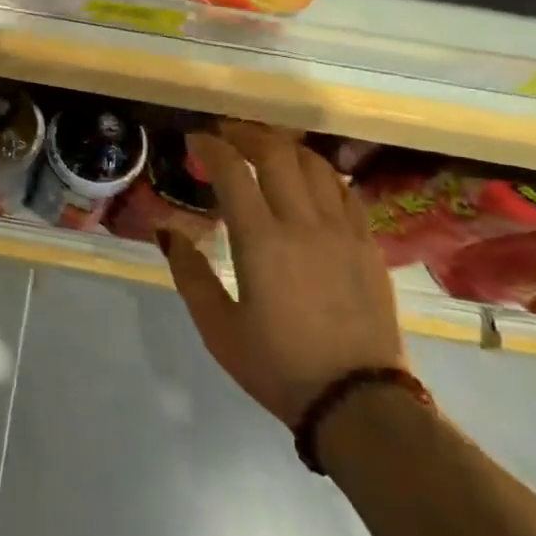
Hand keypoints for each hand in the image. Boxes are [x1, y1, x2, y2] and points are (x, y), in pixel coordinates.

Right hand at [159, 122, 404, 427]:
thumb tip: (166, 232)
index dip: (211, 146)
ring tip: (264, 148)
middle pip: (276, 154)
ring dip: (285, 147)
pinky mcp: (368, 244)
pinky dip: (320, 173)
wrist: (358, 402)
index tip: (195, 139)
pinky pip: (345, 190)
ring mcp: (342, 231)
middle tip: (226, 135)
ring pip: (315, 165)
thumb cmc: (278, 366)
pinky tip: (308, 180)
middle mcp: (303, 224)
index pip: (233, 171)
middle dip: (247, 134)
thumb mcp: (218, 328)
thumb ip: (189, 274)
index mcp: (261, 242)